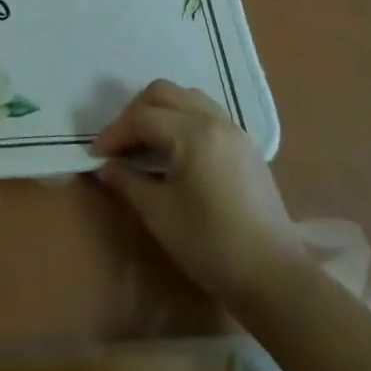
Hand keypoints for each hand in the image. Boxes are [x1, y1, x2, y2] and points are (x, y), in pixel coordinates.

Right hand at [92, 80, 308, 312]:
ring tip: (144, 143)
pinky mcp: (246, 148)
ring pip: (188, 99)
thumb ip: (127, 181)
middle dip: (135, 113)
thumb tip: (105, 167)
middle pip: (164, 93)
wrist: (273, 277)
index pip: (142, 118)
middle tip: (119, 144)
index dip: (114, 133)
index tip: (96, 156)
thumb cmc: (210, 244)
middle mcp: (215, 121)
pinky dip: (182, 120)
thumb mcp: (158, 213)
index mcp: (193, 133)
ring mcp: (235, 132)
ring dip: (160, 112)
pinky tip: (173, 152)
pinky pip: (206, 115)